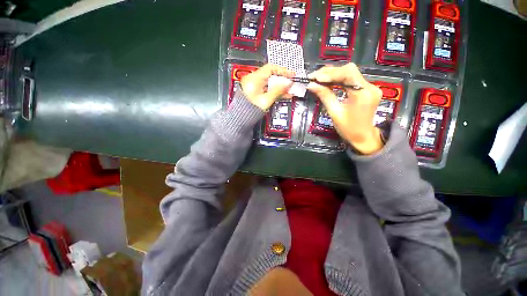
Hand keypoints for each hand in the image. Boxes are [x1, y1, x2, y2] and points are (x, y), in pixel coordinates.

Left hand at [241, 64, 294, 110]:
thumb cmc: (248, 110)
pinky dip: (273, 90)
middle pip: (271, 76)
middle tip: (290, 84)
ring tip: (287, 91)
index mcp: (254, 79)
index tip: (291, 75)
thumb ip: (278, 91)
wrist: (241, 117)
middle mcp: (252, 80)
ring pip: (269, 83)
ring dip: (279, 87)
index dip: (283, 71)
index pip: (271, 68)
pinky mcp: (254, 91)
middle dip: (282, 80)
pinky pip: (266, 88)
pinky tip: (280, 94)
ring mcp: (253, 85)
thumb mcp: (266, 100)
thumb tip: (287, 84)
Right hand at [307, 63, 383, 154]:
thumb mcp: (334, 113)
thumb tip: (311, 85)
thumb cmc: (348, 129)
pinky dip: (339, 79)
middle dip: (330, 72)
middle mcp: (370, 87)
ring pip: (350, 73)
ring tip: (319, 79)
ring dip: (334, 75)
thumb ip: (325, 96)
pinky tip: (329, 82)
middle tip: (315, 77)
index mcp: (362, 94)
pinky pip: (352, 79)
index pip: (347, 74)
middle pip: (349, 71)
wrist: (363, 137)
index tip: (315, 78)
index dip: (330, 74)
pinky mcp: (368, 89)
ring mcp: (370, 87)